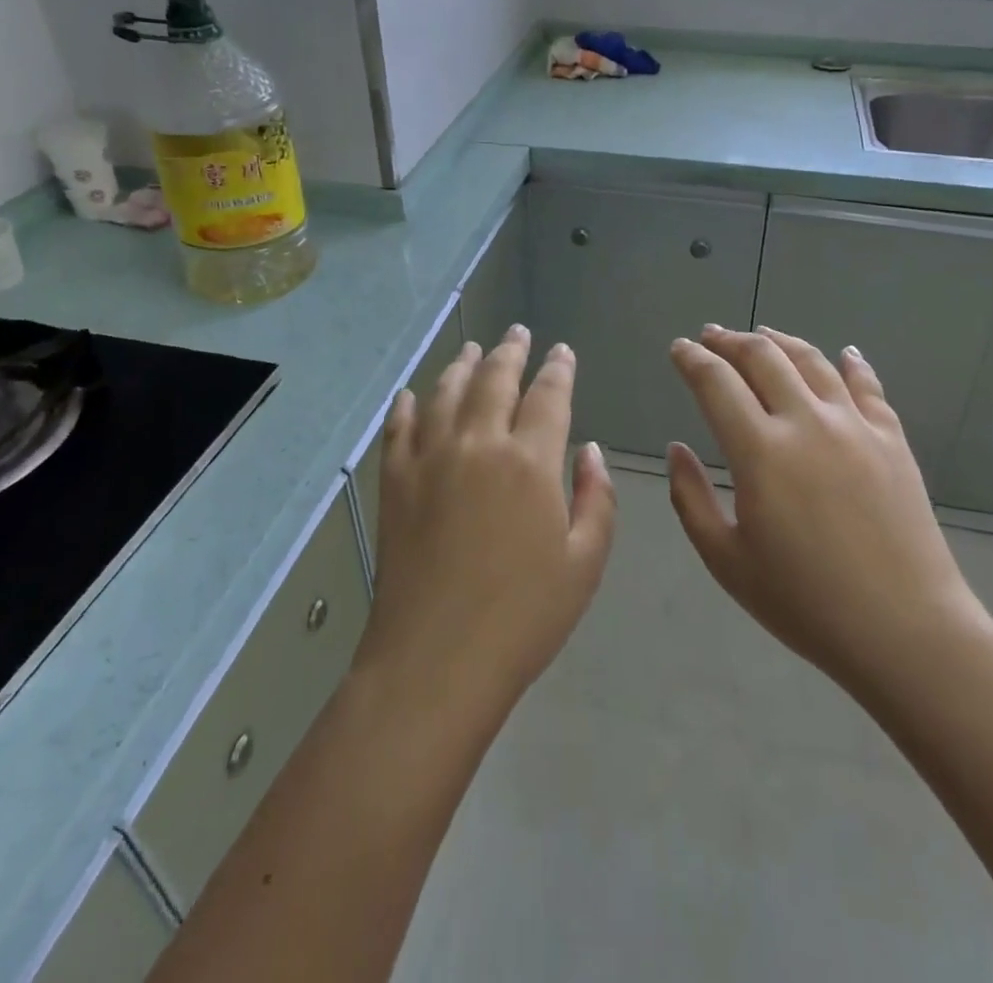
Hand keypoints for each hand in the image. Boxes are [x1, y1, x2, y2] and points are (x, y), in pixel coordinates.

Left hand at [353, 327, 616, 725]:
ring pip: (447, 392)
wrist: (436, 661)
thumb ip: (596, 498)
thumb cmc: (523, 617)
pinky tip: (412, 395)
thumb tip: (590, 451)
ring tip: (472, 348)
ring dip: (462, 365)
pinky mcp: (395, 481)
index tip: (562, 352)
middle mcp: (478, 443)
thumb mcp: (585, 563)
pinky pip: (400, 428)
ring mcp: (430, 458)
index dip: (558, 369)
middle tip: (518, 332)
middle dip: (511, 351)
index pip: (548, 395)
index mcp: (530, 461)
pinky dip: (408, 406)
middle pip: (495, 379)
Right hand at [666, 326, 984, 701]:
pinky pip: (868, 386)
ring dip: (780, 341)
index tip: (679, 349)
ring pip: (812, 361)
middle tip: (711, 336)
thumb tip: (677, 449)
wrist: (905, 630)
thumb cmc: (805, 602)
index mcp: (760, 451)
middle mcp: (806, 422)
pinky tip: (844, 353)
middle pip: (763, 358)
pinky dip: (851, 363)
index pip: (716, 383)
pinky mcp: (892, 440)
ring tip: (762, 333)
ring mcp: (855, 426)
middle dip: (730, 341)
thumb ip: (690, 498)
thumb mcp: (726, 561)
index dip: (692, 360)